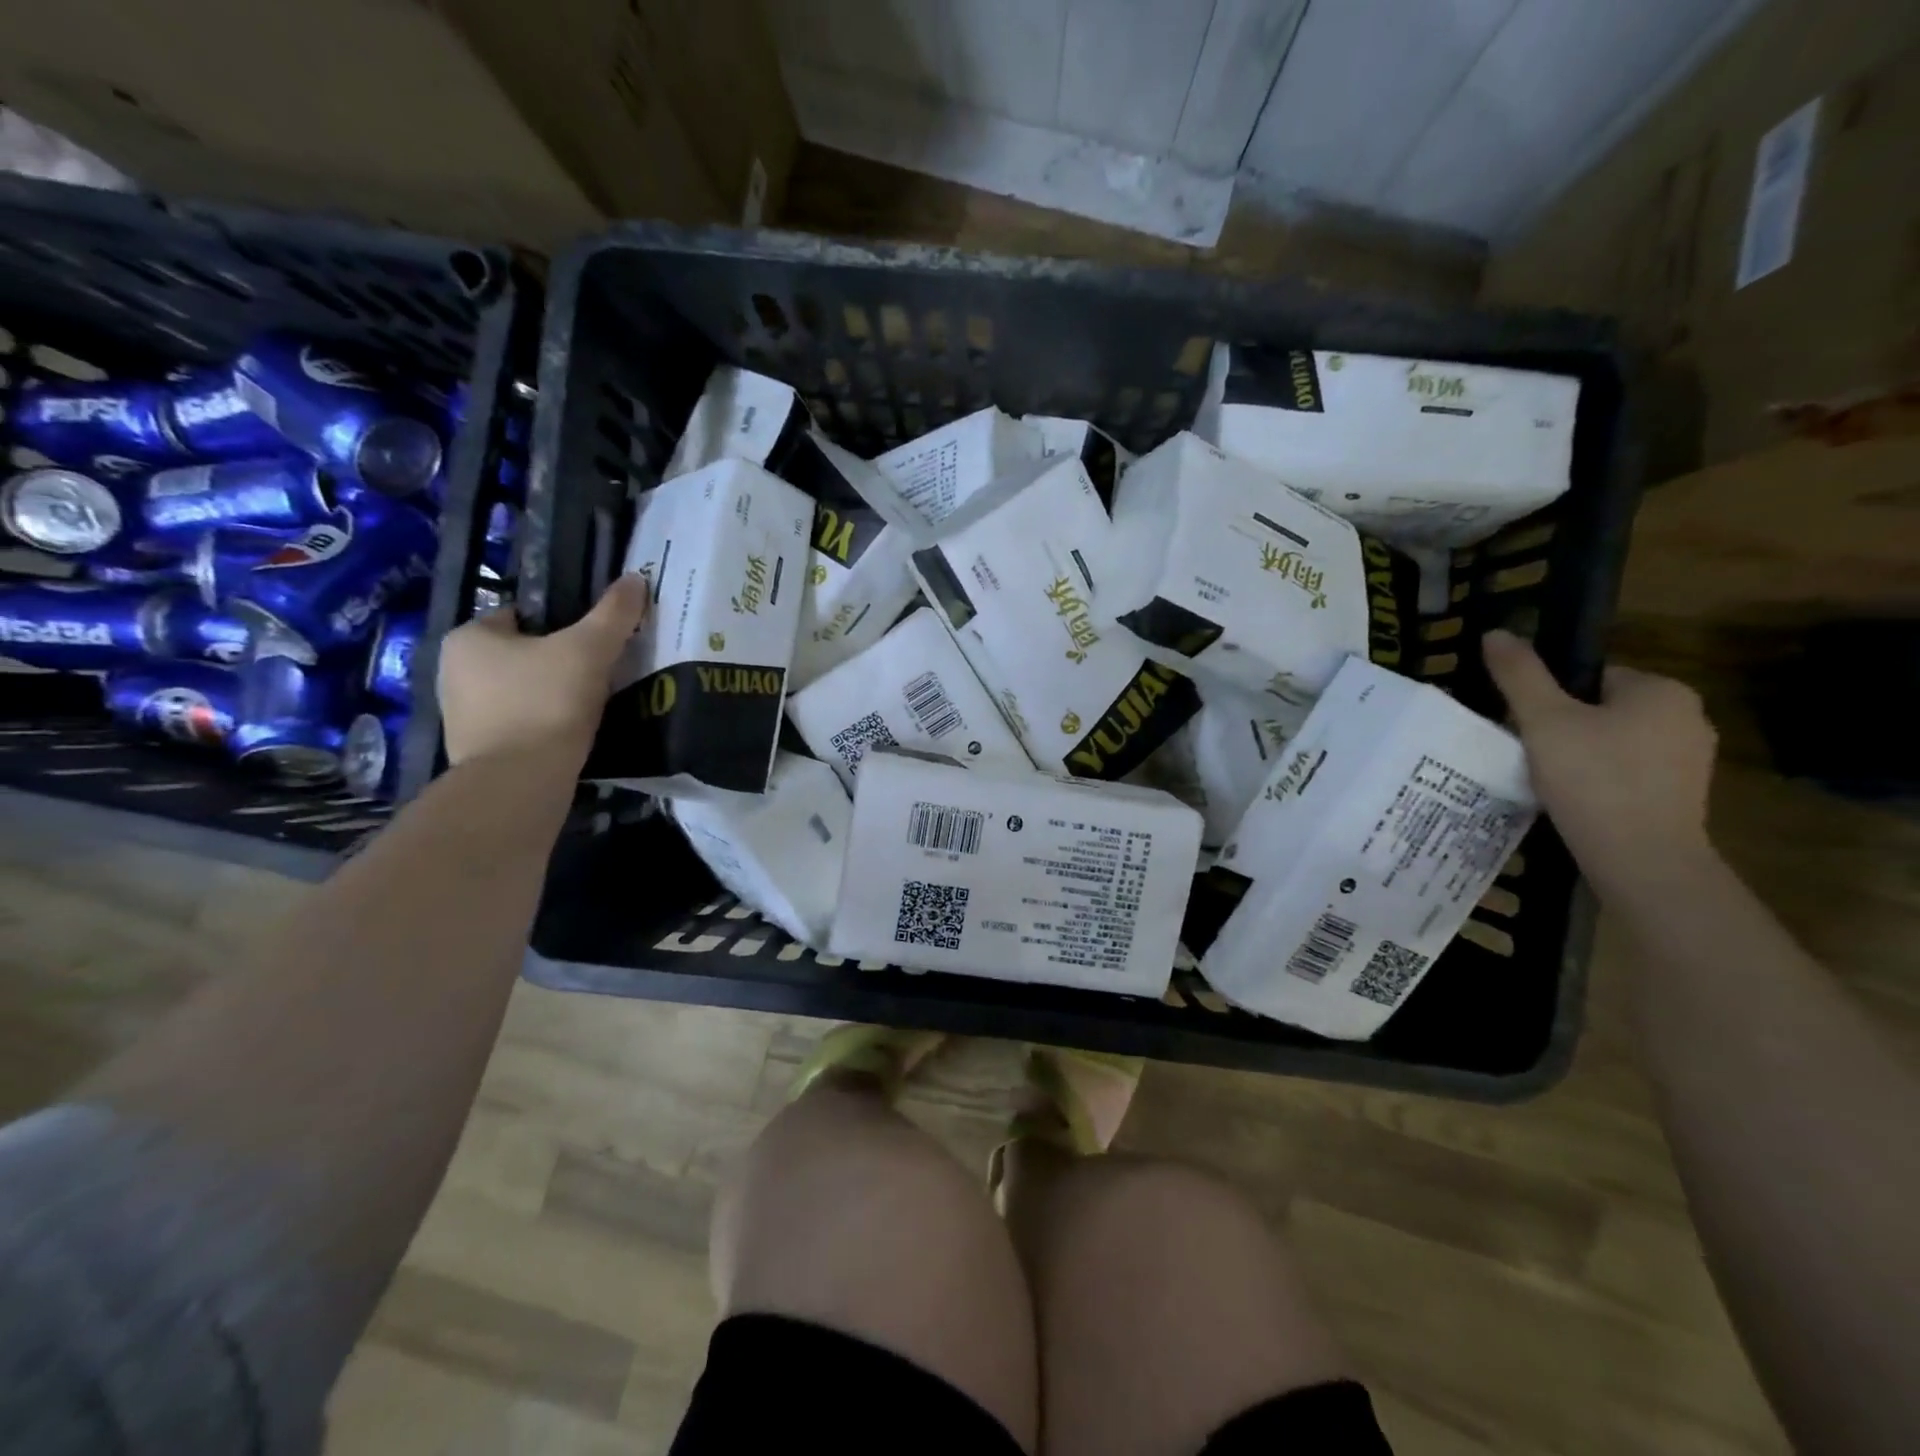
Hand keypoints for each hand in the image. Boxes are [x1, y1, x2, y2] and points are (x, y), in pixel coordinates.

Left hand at [438, 574, 648, 767]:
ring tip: (588, 705)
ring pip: (520, 690)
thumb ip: (614, 614)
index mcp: (468, 636)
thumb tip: (635, 579)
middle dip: (556, 662)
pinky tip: (569, 733)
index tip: (593, 643)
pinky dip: (542, 724)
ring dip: (550, 695)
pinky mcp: (475, 749)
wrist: (519, 781)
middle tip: (597, 674)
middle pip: (522, 654)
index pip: (521, 615)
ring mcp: (460, 713)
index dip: (562, 624)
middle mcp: (453, 670)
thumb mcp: (589, 650)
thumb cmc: (546, 702)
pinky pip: (518, 723)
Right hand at [1483, 629, 1718, 886]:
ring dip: (1581, 757)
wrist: (1640, 857)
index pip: (1592, 678)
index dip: (1551, 699)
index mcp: (1661, 690)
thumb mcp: (1543, 720)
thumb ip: (1520, 674)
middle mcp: (1688, 717)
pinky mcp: (1683, 796)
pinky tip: (1575, 801)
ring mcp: (1691, 761)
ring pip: (1614, 744)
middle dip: (1565, 729)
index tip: (1527, 726)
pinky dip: (1599, 783)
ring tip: (1547, 781)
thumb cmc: (1592, 777)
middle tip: (1530, 754)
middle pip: (1602, 710)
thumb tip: (1496, 633)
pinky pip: (1628, 775)